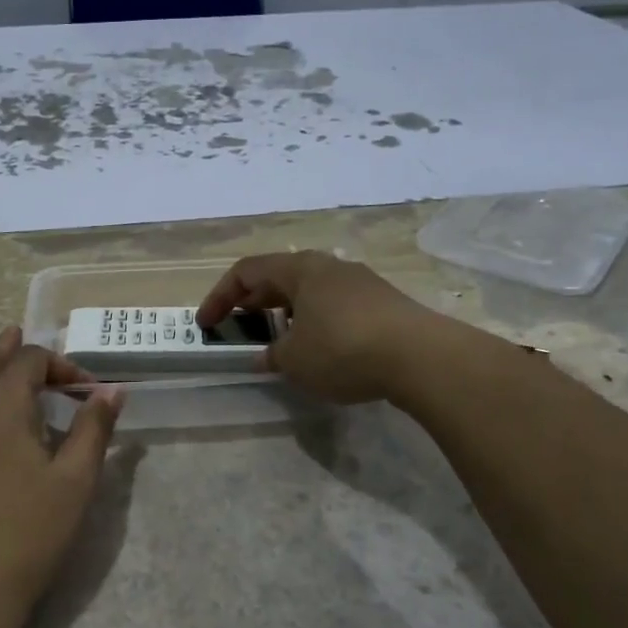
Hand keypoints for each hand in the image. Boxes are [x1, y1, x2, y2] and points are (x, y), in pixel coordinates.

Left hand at [0, 327, 123, 614]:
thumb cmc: (29, 533)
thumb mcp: (75, 480)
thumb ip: (94, 428)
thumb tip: (113, 390)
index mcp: (0, 409)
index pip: (28, 361)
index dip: (60, 363)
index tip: (87, 389)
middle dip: (8, 348)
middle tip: (22, 335)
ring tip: (4, 370)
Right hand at [196, 251, 455, 403]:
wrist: (421, 357)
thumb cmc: (343, 350)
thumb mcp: (294, 360)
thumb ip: (272, 355)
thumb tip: (268, 355)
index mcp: (300, 269)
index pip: (246, 272)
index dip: (220, 297)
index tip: (206, 325)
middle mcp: (329, 267)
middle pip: (279, 277)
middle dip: (253, 303)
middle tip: (238, 327)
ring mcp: (360, 283)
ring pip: (309, 292)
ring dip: (285, 314)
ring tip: (278, 342)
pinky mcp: (383, 303)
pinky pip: (335, 307)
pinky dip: (314, 323)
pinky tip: (319, 350)